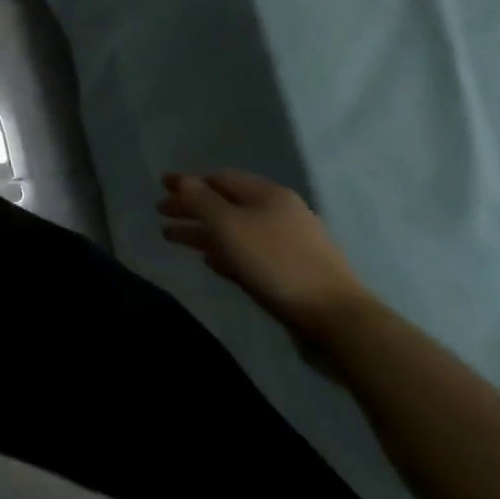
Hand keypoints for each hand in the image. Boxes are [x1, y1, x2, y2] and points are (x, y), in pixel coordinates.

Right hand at [157, 171, 373, 342]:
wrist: (339, 321)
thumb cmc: (276, 262)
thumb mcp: (228, 225)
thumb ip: (200, 200)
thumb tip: (182, 182)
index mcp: (268, 195)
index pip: (219, 178)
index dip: (187, 181)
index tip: (160, 186)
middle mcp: (281, 213)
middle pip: (226, 204)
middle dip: (192, 208)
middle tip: (162, 214)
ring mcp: (290, 245)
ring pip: (236, 231)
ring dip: (204, 232)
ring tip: (174, 239)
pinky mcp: (294, 273)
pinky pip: (250, 253)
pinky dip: (226, 252)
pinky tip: (211, 261)